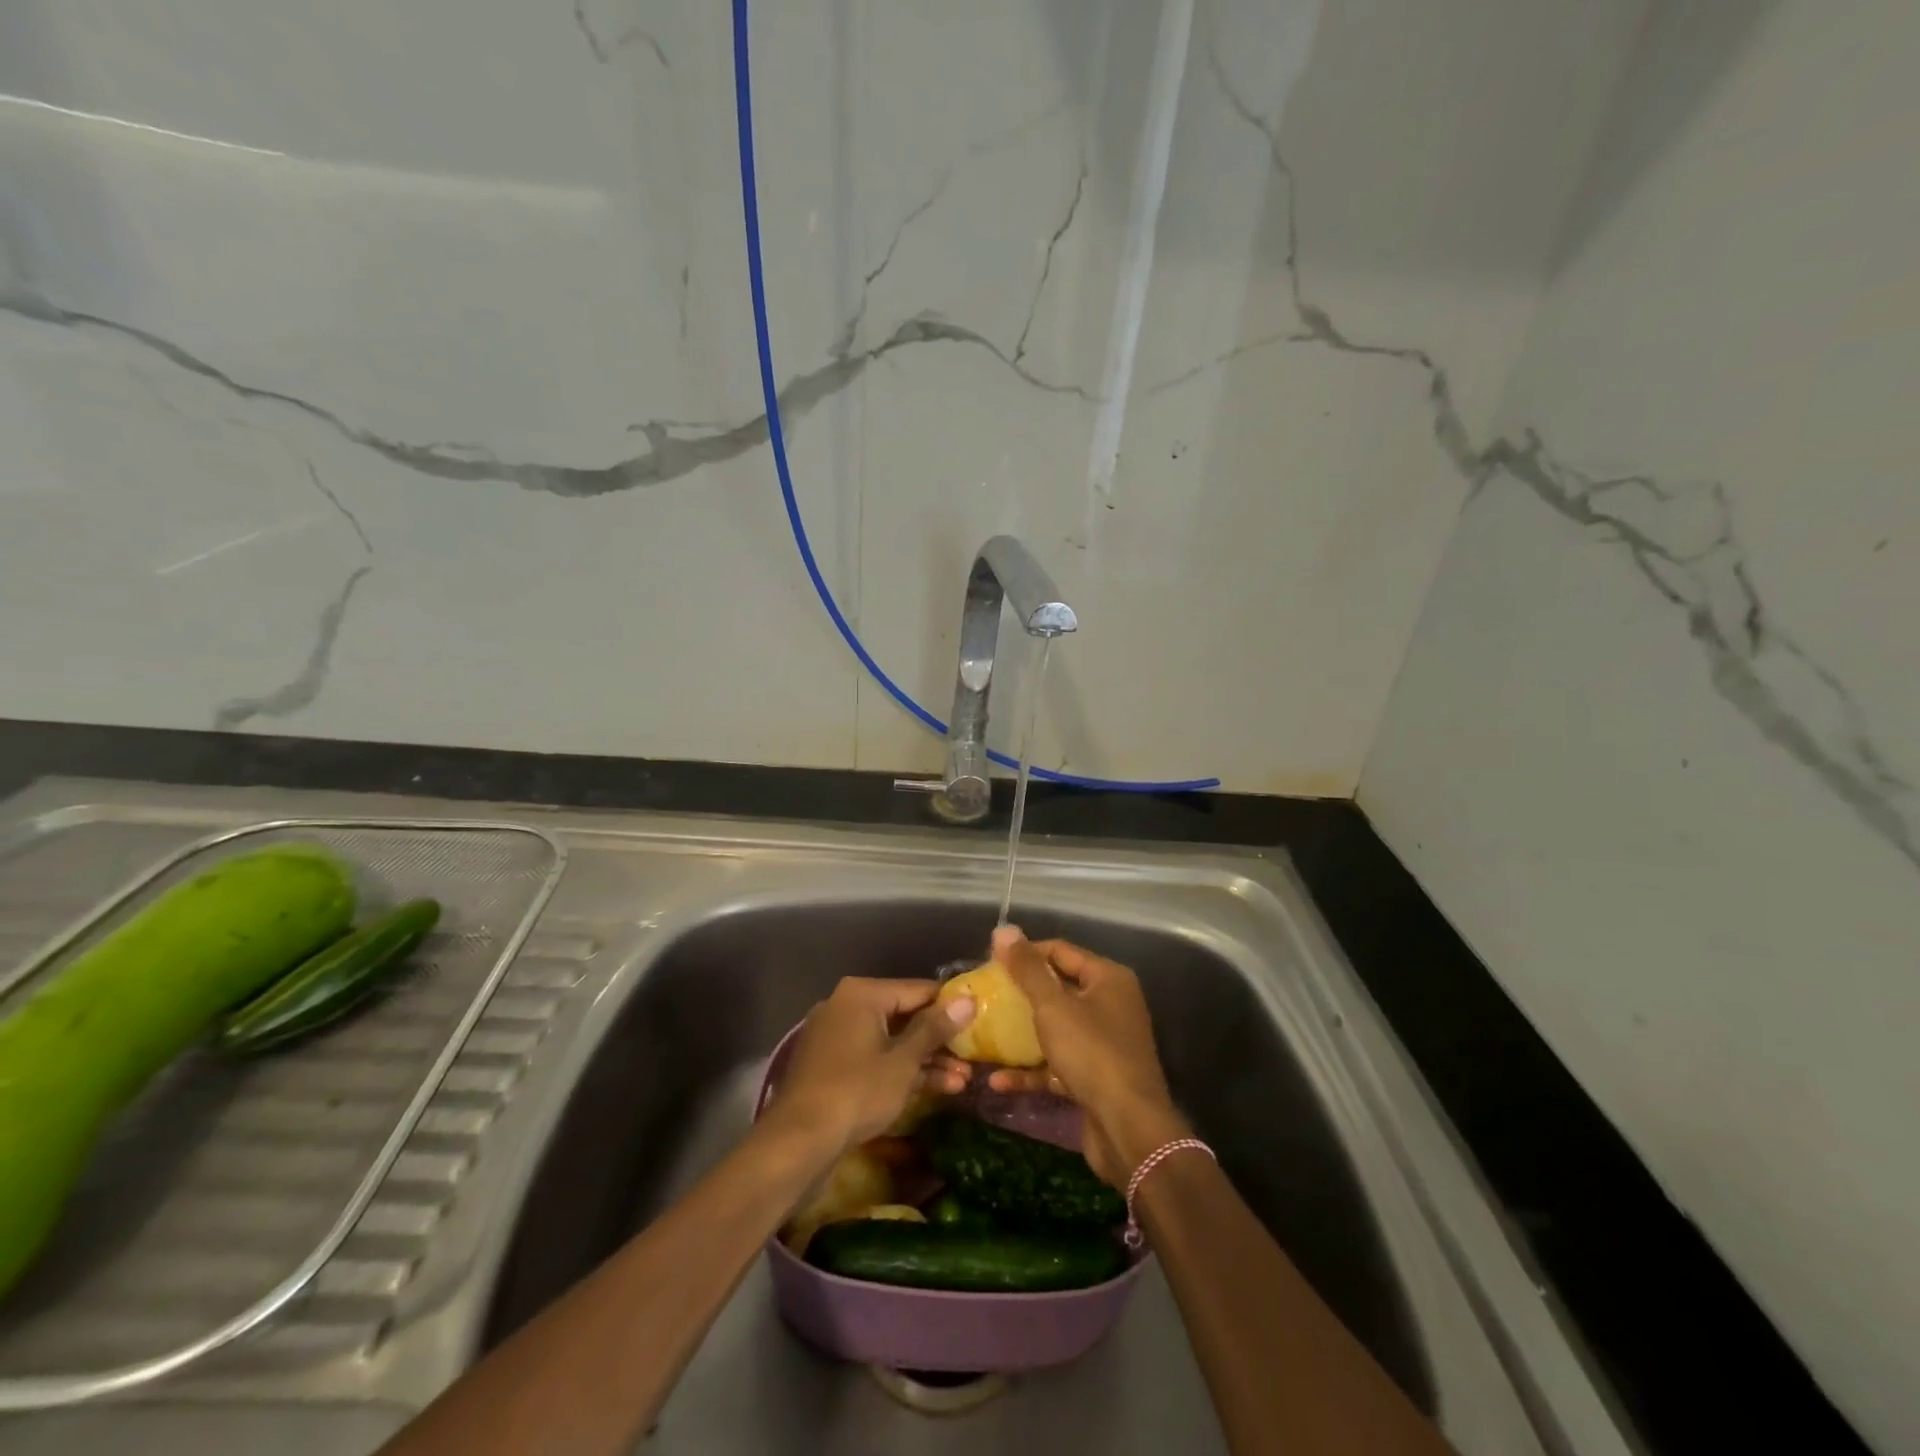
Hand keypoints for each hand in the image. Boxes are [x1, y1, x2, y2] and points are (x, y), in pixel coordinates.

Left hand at [760, 977, 975, 1156]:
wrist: (798, 1142)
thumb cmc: (856, 1092)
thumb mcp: (903, 1061)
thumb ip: (935, 1029)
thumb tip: (968, 1000)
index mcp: (862, 994)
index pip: (917, 989)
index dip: (950, 1006)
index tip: (979, 1020)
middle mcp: (846, 1006)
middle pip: (904, 1015)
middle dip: (939, 1040)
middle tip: (973, 1056)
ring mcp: (837, 1037)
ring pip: (891, 1041)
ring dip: (925, 1060)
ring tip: (963, 1080)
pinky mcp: (833, 1067)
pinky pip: (875, 1059)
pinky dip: (901, 1071)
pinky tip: (937, 1089)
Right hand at [982, 927, 1187, 1186]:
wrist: (1129, 1130)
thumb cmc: (1092, 1054)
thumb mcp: (1053, 1007)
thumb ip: (1027, 969)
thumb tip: (1004, 929)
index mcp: (1108, 979)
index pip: (1060, 951)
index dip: (1025, 953)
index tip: (989, 962)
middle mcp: (1110, 1005)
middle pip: (1058, 989)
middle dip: (1020, 994)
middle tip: (984, 996)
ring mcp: (1104, 1043)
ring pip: (1055, 1028)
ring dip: (1021, 1034)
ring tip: (983, 1034)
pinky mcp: (1095, 1077)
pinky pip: (1057, 1064)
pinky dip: (1031, 1069)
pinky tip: (997, 1080)